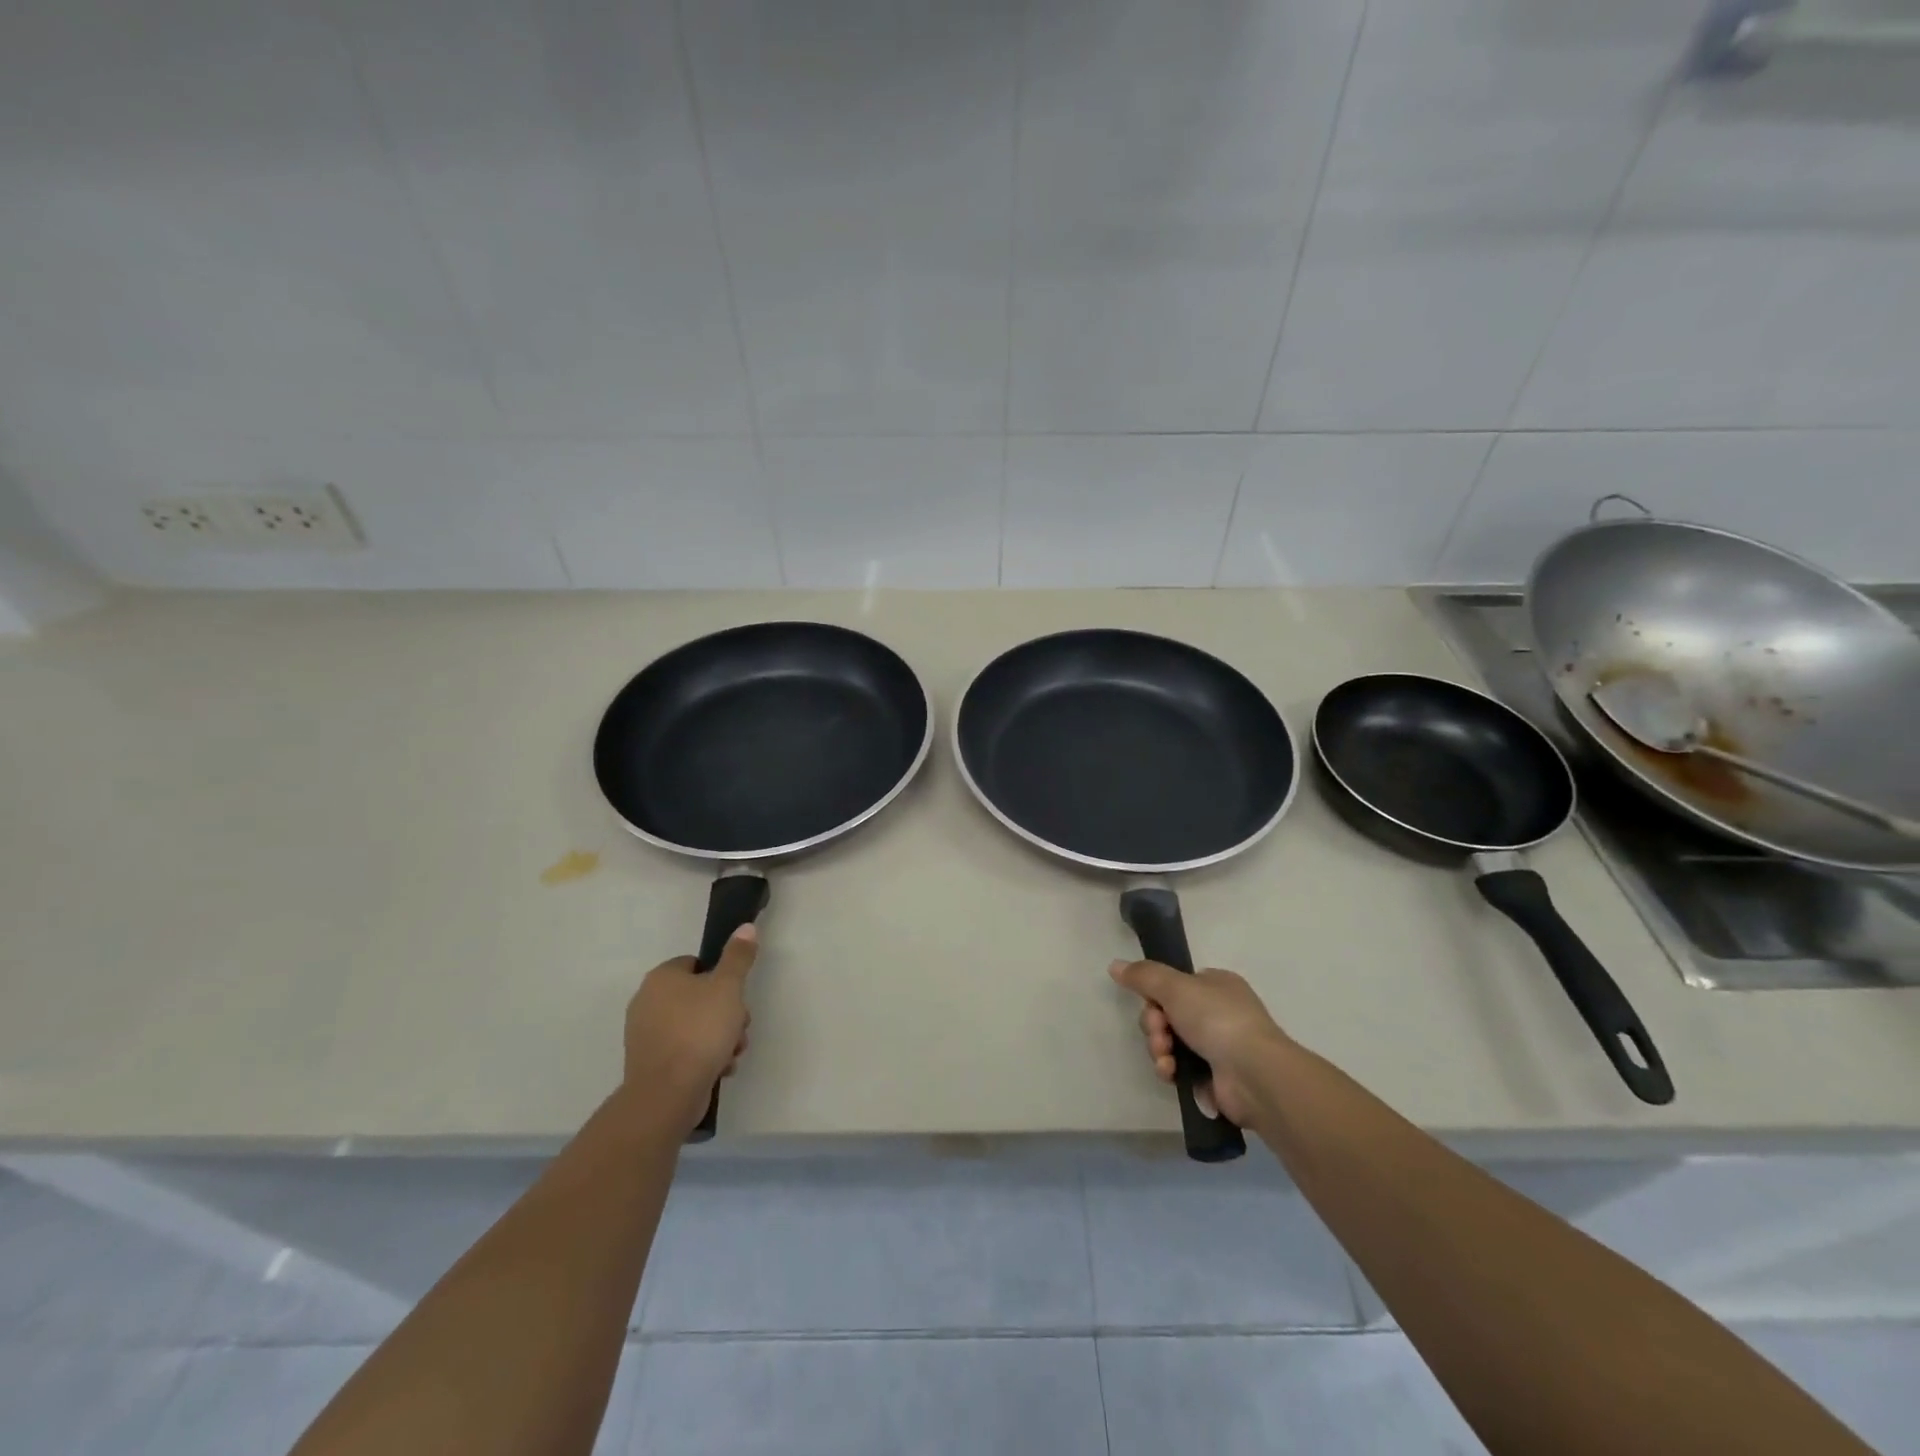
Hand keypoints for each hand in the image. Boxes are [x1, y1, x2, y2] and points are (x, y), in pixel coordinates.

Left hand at [623, 925, 756, 1133]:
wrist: (667, 1094)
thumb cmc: (699, 1031)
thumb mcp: (728, 987)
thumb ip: (738, 957)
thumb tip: (746, 927)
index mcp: (661, 978)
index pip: (696, 964)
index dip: (721, 978)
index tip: (736, 996)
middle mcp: (647, 1002)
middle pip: (699, 997)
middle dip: (726, 1013)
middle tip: (740, 1027)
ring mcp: (646, 1035)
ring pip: (694, 1026)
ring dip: (720, 1037)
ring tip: (733, 1053)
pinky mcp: (650, 1063)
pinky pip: (684, 1050)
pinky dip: (703, 1057)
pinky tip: (720, 1068)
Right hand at [1108, 959, 1290, 1128]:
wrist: (1253, 1074)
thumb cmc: (1217, 1019)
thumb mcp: (1175, 986)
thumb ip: (1143, 975)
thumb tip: (1114, 965)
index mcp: (1215, 985)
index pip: (1174, 985)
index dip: (1156, 996)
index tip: (1152, 1004)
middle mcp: (1217, 1013)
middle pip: (1166, 1015)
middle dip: (1155, 1026)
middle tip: (1160, 1034)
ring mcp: (1217, 1047)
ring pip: (1169, 1043)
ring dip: (1159, 1049)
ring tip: (1166, 1059)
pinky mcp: (1213, 1078)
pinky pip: (1179, 1069)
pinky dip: (1171, 1070)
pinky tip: (1171, 1074)